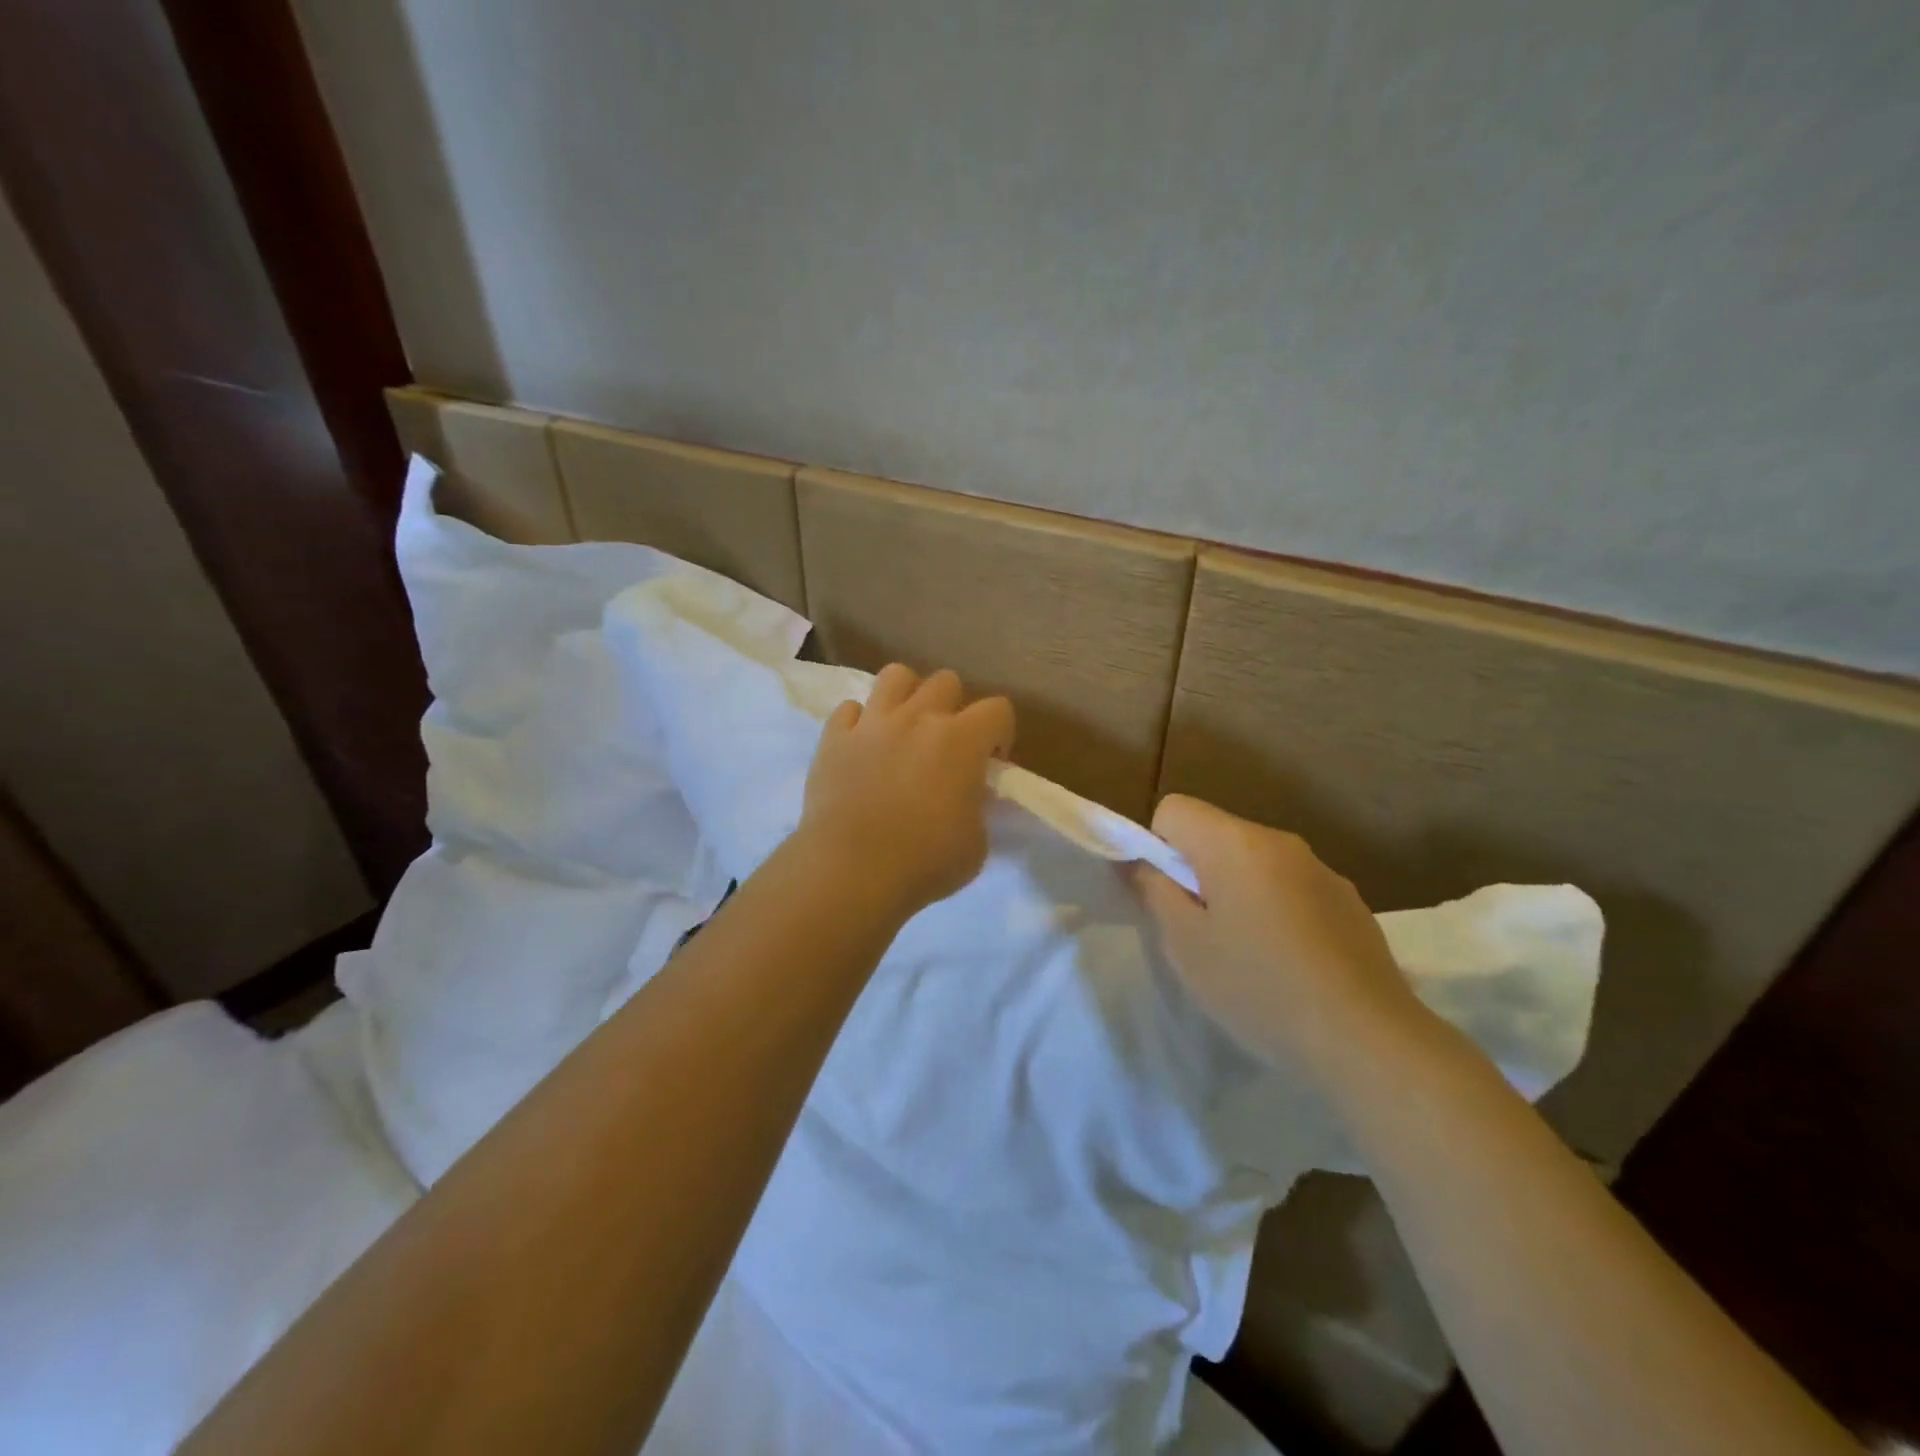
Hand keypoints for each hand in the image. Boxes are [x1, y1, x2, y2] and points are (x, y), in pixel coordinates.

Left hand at [801, 664, 1015, 918]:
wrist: (850, 871)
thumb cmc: (924, 862)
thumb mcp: (976, 844)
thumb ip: (977, 807)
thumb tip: (967, 796)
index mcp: (961, 740)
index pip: (998, 709)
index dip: (1000, 734)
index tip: (991, 763)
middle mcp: (917, 717)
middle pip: (946, 681)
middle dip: (953, 706)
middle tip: (946, 744)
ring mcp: (872, 723)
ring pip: (895, 676)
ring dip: (906, 696)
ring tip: (903, 727)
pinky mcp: (834, 738)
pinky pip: (849, 710)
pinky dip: (858, 723)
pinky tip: (861, 747)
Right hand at [1132, 794, 1431, 1081]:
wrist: (1366, 1039)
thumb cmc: (1259, 988)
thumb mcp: (1186, 945)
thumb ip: (1154, 891)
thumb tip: (1138, 863)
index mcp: (1235, 843)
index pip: (1174, 809)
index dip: (1158, 847)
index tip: (1170, 897)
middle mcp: (1279, 841)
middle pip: (1216, 833)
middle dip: (1198, 871)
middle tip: (1202, 932)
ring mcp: (1321, 869)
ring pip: (1255, 862)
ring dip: (1239, 890)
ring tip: (1248, 953)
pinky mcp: (1349, 901)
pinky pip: (1292, 887)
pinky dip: (1278, 909)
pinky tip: (1291, 962)